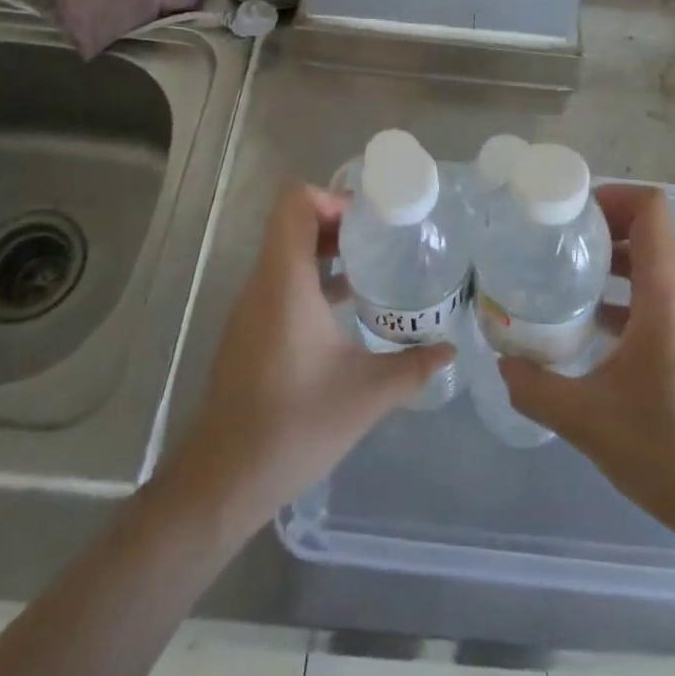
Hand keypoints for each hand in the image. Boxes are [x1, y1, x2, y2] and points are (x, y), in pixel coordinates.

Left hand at [166, 183, 453, 526]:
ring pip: (285, 253)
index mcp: (285, 281)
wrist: (224, 477)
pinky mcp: (249, 330)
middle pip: (291, 223)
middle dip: (336, 222)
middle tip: (379, 237)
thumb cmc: (294, 424)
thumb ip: (412, 367)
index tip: (369, 218)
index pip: (295, 204)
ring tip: (370, 266)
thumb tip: (450, 349)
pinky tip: (344, 308)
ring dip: (324, 251)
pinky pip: (280, 282)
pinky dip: (311, 278)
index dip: (331, 197)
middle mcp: (263, 284)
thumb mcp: (366, 394)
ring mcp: (251, 308)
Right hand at [499, 184, 674, 547]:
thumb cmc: (667, 451)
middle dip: (605, 226)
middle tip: (558, 240)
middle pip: (652, 234)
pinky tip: (590, 328)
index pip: (652, 212)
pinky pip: (657, 302)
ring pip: (655, 269)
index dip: (614, 196)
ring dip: (614, 262)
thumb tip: (502, 363)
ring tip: (567, 277)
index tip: (572, 212)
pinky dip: (624, 298)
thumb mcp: (586, 420)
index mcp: (665, 298)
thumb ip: (536, 388)